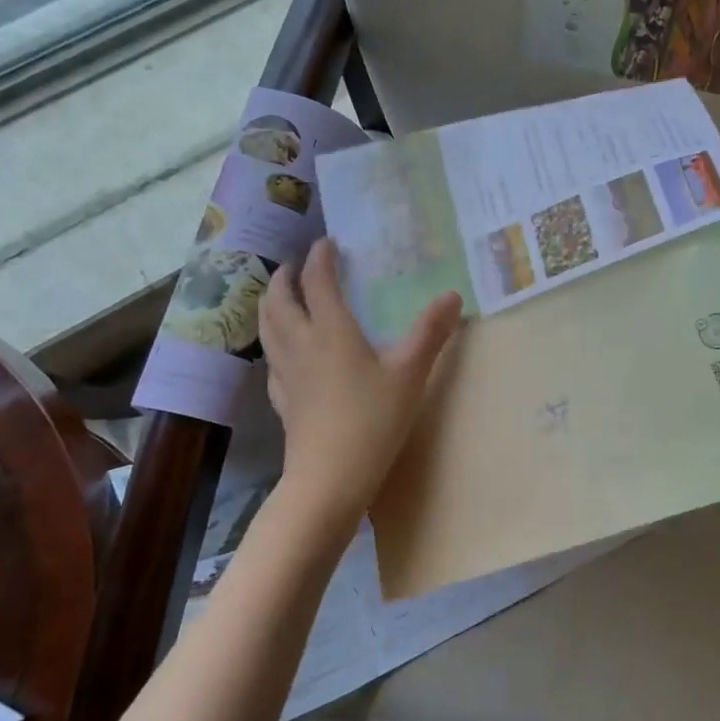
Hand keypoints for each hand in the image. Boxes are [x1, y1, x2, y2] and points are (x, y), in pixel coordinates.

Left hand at [259, 238, 462, 530]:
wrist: (330, 478)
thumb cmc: (373, 420)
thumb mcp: (410, 373)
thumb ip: (431, 332)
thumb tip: (452, 295)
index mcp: (331, 331)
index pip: (317, 282)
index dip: (320, 258)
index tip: (326, 242)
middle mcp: (301, 345)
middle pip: (278, 301)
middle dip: (283, 278)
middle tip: (294, 267)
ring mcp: (287, 374)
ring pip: (267, 329)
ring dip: (270, 305)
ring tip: (280, 298)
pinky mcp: (283, 401)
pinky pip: (271, 361)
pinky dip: (274, 343)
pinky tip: (285, 354)